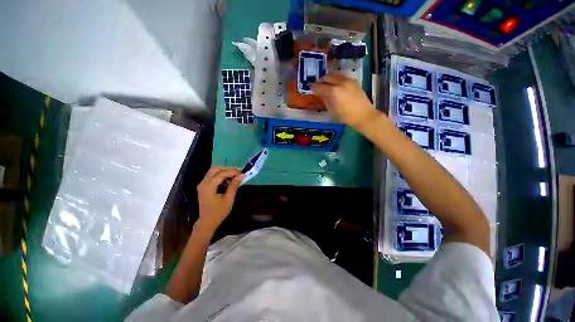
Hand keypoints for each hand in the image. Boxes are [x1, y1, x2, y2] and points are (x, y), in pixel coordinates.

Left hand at [196, 167, 243, 232]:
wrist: (207, 222)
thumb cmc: (219, 212)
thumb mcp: (229, 199)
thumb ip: (234, 186)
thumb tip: (242, 175)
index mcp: (208, 187)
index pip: (221, 174)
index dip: (232, 171)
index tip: (242, 172)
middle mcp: (203, 183)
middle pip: (215, 169)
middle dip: (228, 168)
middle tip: (238, 172)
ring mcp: (202, 184)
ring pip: (213, 171)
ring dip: (224, 170)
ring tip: (235, 174)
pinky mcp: (203, 186)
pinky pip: (212, 175)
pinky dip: (221, 174)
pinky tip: (228, 179)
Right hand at [311, 74, 379, 130]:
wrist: (364, 116)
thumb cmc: (346, 117)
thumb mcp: (332, 110)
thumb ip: (325, 99)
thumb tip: (320, 93)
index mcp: (334, 92)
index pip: (319, 86)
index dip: (313, 87)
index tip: (311, 89)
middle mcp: (340, 82)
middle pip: (326, 77)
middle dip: (320, 81)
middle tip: (318, 87)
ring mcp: (348, 80)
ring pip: (334, 74)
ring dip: (328, 79)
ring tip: (326, 85)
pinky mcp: (354, 81)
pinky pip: (341, 77)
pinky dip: (336, 79)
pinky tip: (336, 86)